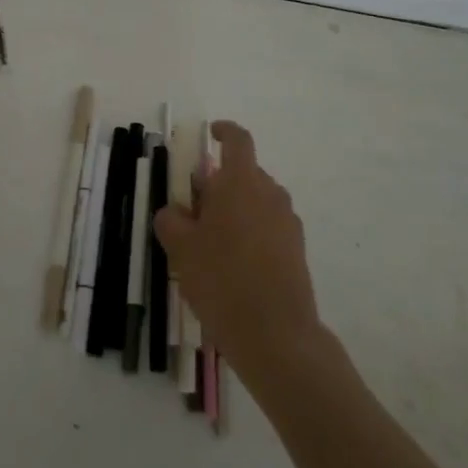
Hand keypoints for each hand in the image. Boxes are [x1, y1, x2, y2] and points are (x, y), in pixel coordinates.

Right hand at [155, 121, 323, 369]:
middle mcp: (270, 194)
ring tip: (210, 242)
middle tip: (192, 209)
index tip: (210, 134)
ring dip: (234, 209)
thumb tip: (174, 211)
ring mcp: (288, 223)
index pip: (238, 140)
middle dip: (218, 183)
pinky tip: (232, 265)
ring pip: (256, 202)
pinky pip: (268, 227)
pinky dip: (250, 232)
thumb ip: (171, 220)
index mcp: (241, 182)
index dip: (224, 132)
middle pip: (244, 174)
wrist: (276, 335)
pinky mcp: (297, 250)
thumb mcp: (180, 248)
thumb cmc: (221, 279)